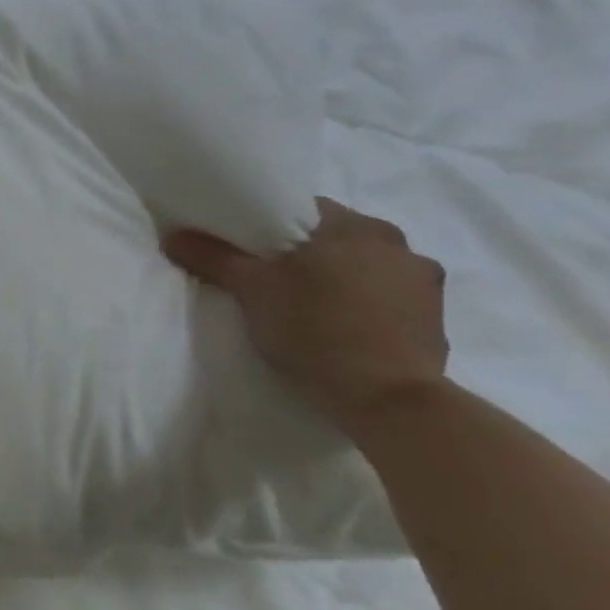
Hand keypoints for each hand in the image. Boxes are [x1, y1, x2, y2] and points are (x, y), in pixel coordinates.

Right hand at [162, 198, 449, 438]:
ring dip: (339, 277)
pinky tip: (339, 325)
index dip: (269, 222)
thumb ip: (213, 257)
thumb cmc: (316, 329)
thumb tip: (174, 235)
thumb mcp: (251, 290)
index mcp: (356, 227)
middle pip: (336, 237)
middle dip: (305, 251)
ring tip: (305, 302)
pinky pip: (388, 298)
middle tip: (269, 274)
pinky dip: (364, 304)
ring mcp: (425, 284)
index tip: (246, 243)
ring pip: (365, 267)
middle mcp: (399, 245)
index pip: (304, 208)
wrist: (389, 400)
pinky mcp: (435, 321)